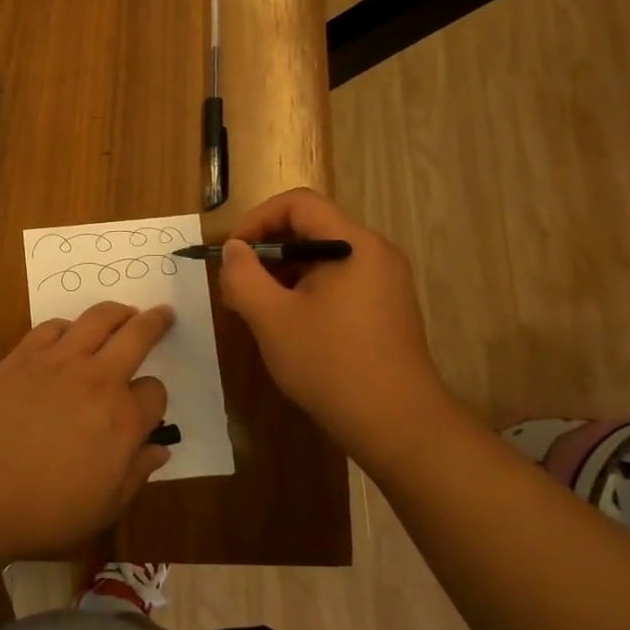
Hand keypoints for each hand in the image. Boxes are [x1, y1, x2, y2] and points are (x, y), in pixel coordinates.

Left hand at [0, 302, 172, 559]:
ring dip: (116, 312)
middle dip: (155, 323)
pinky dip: (67, 326)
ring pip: (97, 319)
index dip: (154, 400)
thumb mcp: (105, 507)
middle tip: (162, 313)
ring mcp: (58, 362)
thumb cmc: (46, 510)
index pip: (155, 393)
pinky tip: (68, 333)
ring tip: (123, 312)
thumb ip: (136, 473)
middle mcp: (97, 380)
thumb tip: (160, 450)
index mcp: (123, 419)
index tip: (145, 409)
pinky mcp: (23, 356)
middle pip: (136, 336)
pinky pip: (52, 327)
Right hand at [218, 188, 459, 466]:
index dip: (256, 219)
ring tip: (254, 311)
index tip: (231, 253)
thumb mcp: (271, 318)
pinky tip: (285, 327)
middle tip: (236, 288)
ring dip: (281, 275)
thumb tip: (233, 249)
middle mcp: (375, 254)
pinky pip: (336, 283)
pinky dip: (304, 293)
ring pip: (320, 259)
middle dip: (265, 252)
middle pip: (309, 230)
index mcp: (354, 245)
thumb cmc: (331, 364)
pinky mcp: (384, 309)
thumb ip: (243, 275)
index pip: (298, 204)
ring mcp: (383, 282)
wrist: (397, 425)